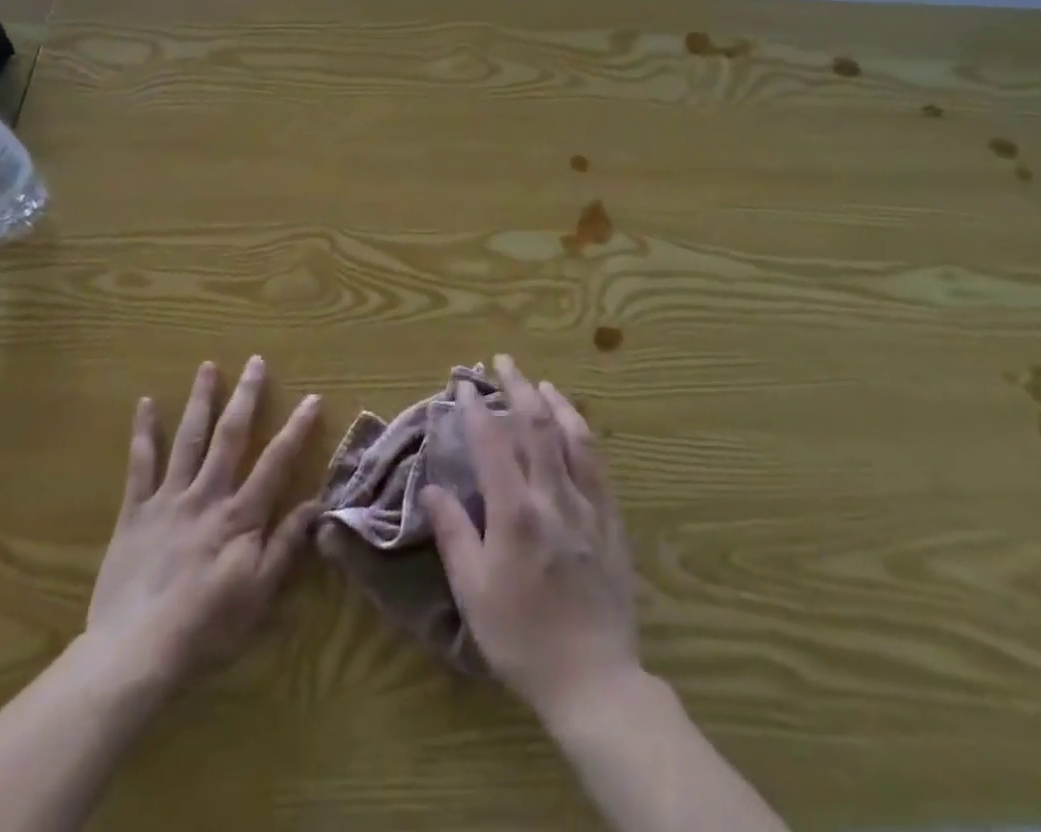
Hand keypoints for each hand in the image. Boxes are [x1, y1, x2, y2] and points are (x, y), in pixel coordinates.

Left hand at [79, 357, 321, 696]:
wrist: (135, 653)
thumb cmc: (206, 628)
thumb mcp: (259, 595)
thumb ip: (286, 545)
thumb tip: (316, 503)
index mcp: (239, 515)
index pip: (276, 461)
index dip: (296, 428)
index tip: (312, 398)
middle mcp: (207, 495)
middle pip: (230, 435)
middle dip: (246, 396)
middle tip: (255, 361)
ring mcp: (168, 499)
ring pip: (188, 438)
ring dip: (200, 400)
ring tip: (207, 366)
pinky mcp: (135, 511)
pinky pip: (140, 464)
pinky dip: (143, 432)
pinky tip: (144, 403)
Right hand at [421, 355, 639, 723]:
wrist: (593, 679)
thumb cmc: (522, 638)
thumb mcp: (473, 591)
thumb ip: (453, 532)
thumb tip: (429, 487)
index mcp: (515, 512)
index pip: (492, 443)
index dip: (476, 408)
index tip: (463, 384)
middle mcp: (552, 496)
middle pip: (534, 425)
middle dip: (515, 387)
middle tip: (500, 362)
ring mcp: (587, 504)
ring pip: (570, 435)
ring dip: (552, 401)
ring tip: (536, 380)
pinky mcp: (610, 518)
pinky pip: (596, 462)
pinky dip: (581, 432)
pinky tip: (573, 423)